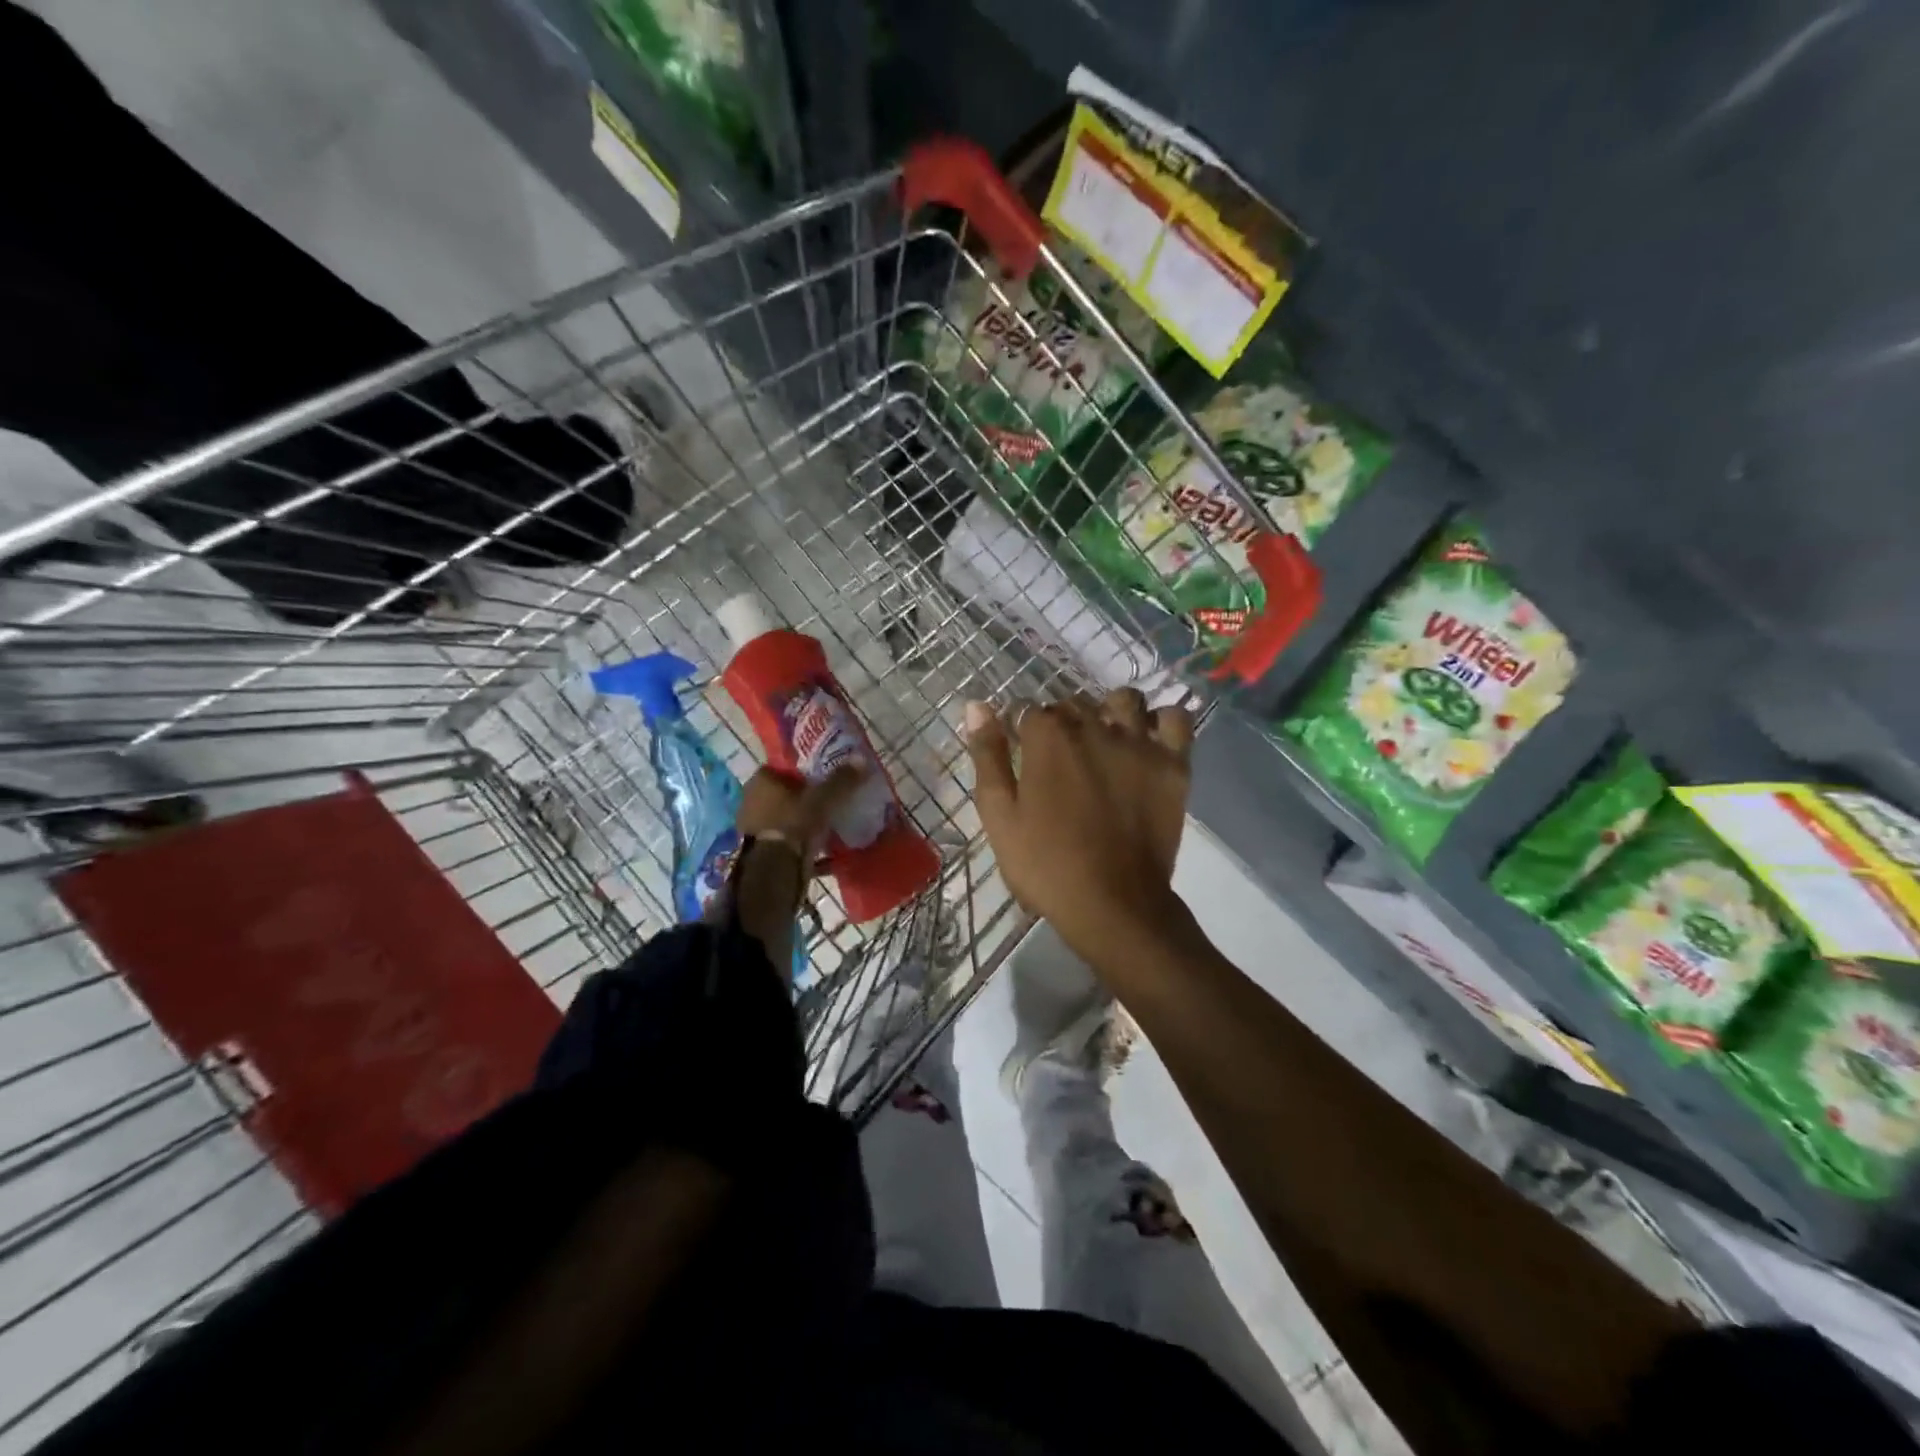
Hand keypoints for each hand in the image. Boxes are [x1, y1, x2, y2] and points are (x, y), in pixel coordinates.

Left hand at [736, 763, 863, 864]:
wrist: (775, 872)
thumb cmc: (794, 825)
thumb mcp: (822, 799)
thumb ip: (841, 780)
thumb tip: (862, 759)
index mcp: (761, 782)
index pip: (782, 768)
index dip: (803, 771)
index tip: (824, 776)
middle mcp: (752, 803)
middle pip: (784, 796)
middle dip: (805, 799)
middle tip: (830, 801)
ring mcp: (754, 830)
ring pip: (786, 821)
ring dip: (804, 824)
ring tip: (831, 826)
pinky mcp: (762, 854)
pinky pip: (788, 844)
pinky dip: (805, 847)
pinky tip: (827, 852)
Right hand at [964, 689, 1194, 961]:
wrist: (1113, 905)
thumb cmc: (1046, 864)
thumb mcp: (1000, 815)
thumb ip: (987, 756)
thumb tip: (976, 706)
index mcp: (1048, 736)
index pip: (1029, 710)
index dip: (1022, 732)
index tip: (1023, 756)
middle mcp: (1094, 726)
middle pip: (1074, 704)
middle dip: (1063, 724)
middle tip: (1061, 764)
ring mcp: (1139, 743)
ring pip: (1125, 701)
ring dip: (1111, 713)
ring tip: (1105, 743)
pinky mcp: (1173, 764)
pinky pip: (1175, 719)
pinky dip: (1162, 722)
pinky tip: (1149, 742)